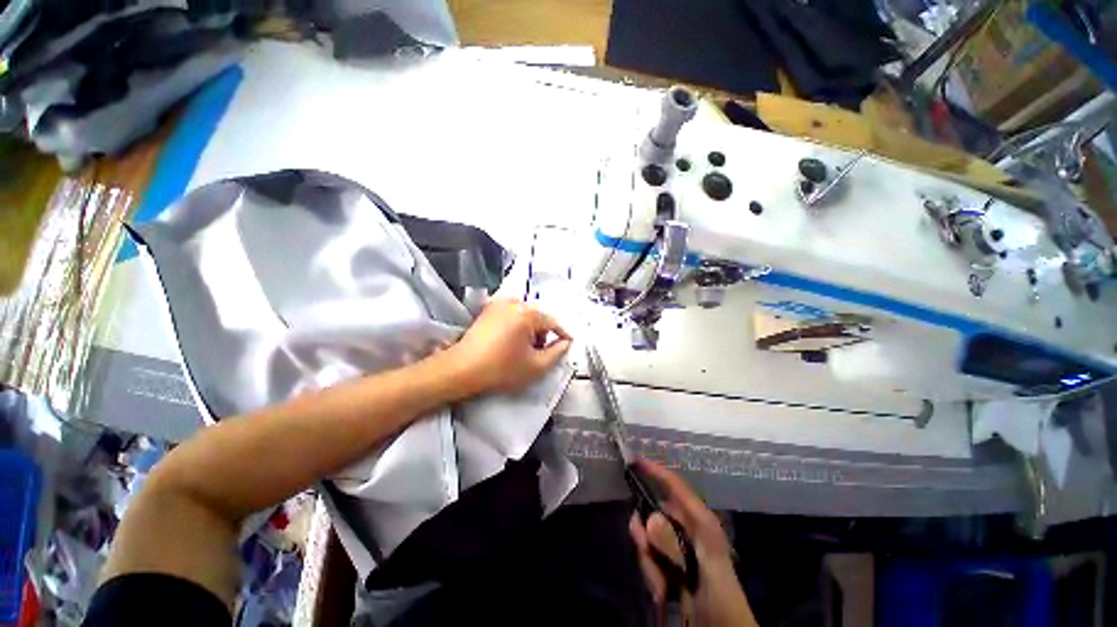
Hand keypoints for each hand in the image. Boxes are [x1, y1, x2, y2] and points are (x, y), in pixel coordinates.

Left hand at [446, 298, 571, 395]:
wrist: (462, 369)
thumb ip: (557, 353)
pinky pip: (509, 313)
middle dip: (542, 333)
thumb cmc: (502, 369)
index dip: (562, 334)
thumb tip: (566, 342)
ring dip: (528, 328)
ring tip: (522, 348)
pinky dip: (515, 324)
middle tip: (538, 352)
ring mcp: (498, 303)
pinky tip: (509, 340)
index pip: (553, 321)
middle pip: (538, 316)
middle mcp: (514, 302)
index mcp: (528, 314)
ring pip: (524, 314)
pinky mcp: (486, 309)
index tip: (566, 345)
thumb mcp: (536, 366)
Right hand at [629, 459, 756, 626]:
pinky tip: (662, 591)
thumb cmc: (720, 596)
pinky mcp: (669, 563)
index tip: (634, 460)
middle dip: (645, 532)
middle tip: (646, 552)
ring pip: (647, 536)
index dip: (656, 471)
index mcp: (700, 521)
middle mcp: (687, 527)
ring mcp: (676, 546)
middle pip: (654, 511)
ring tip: (662, 586)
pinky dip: (650, 572)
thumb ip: (675, 545)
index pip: (675, 486)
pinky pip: (648, 555)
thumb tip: (648, 518)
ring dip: (649, 560)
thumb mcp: (703, 569)